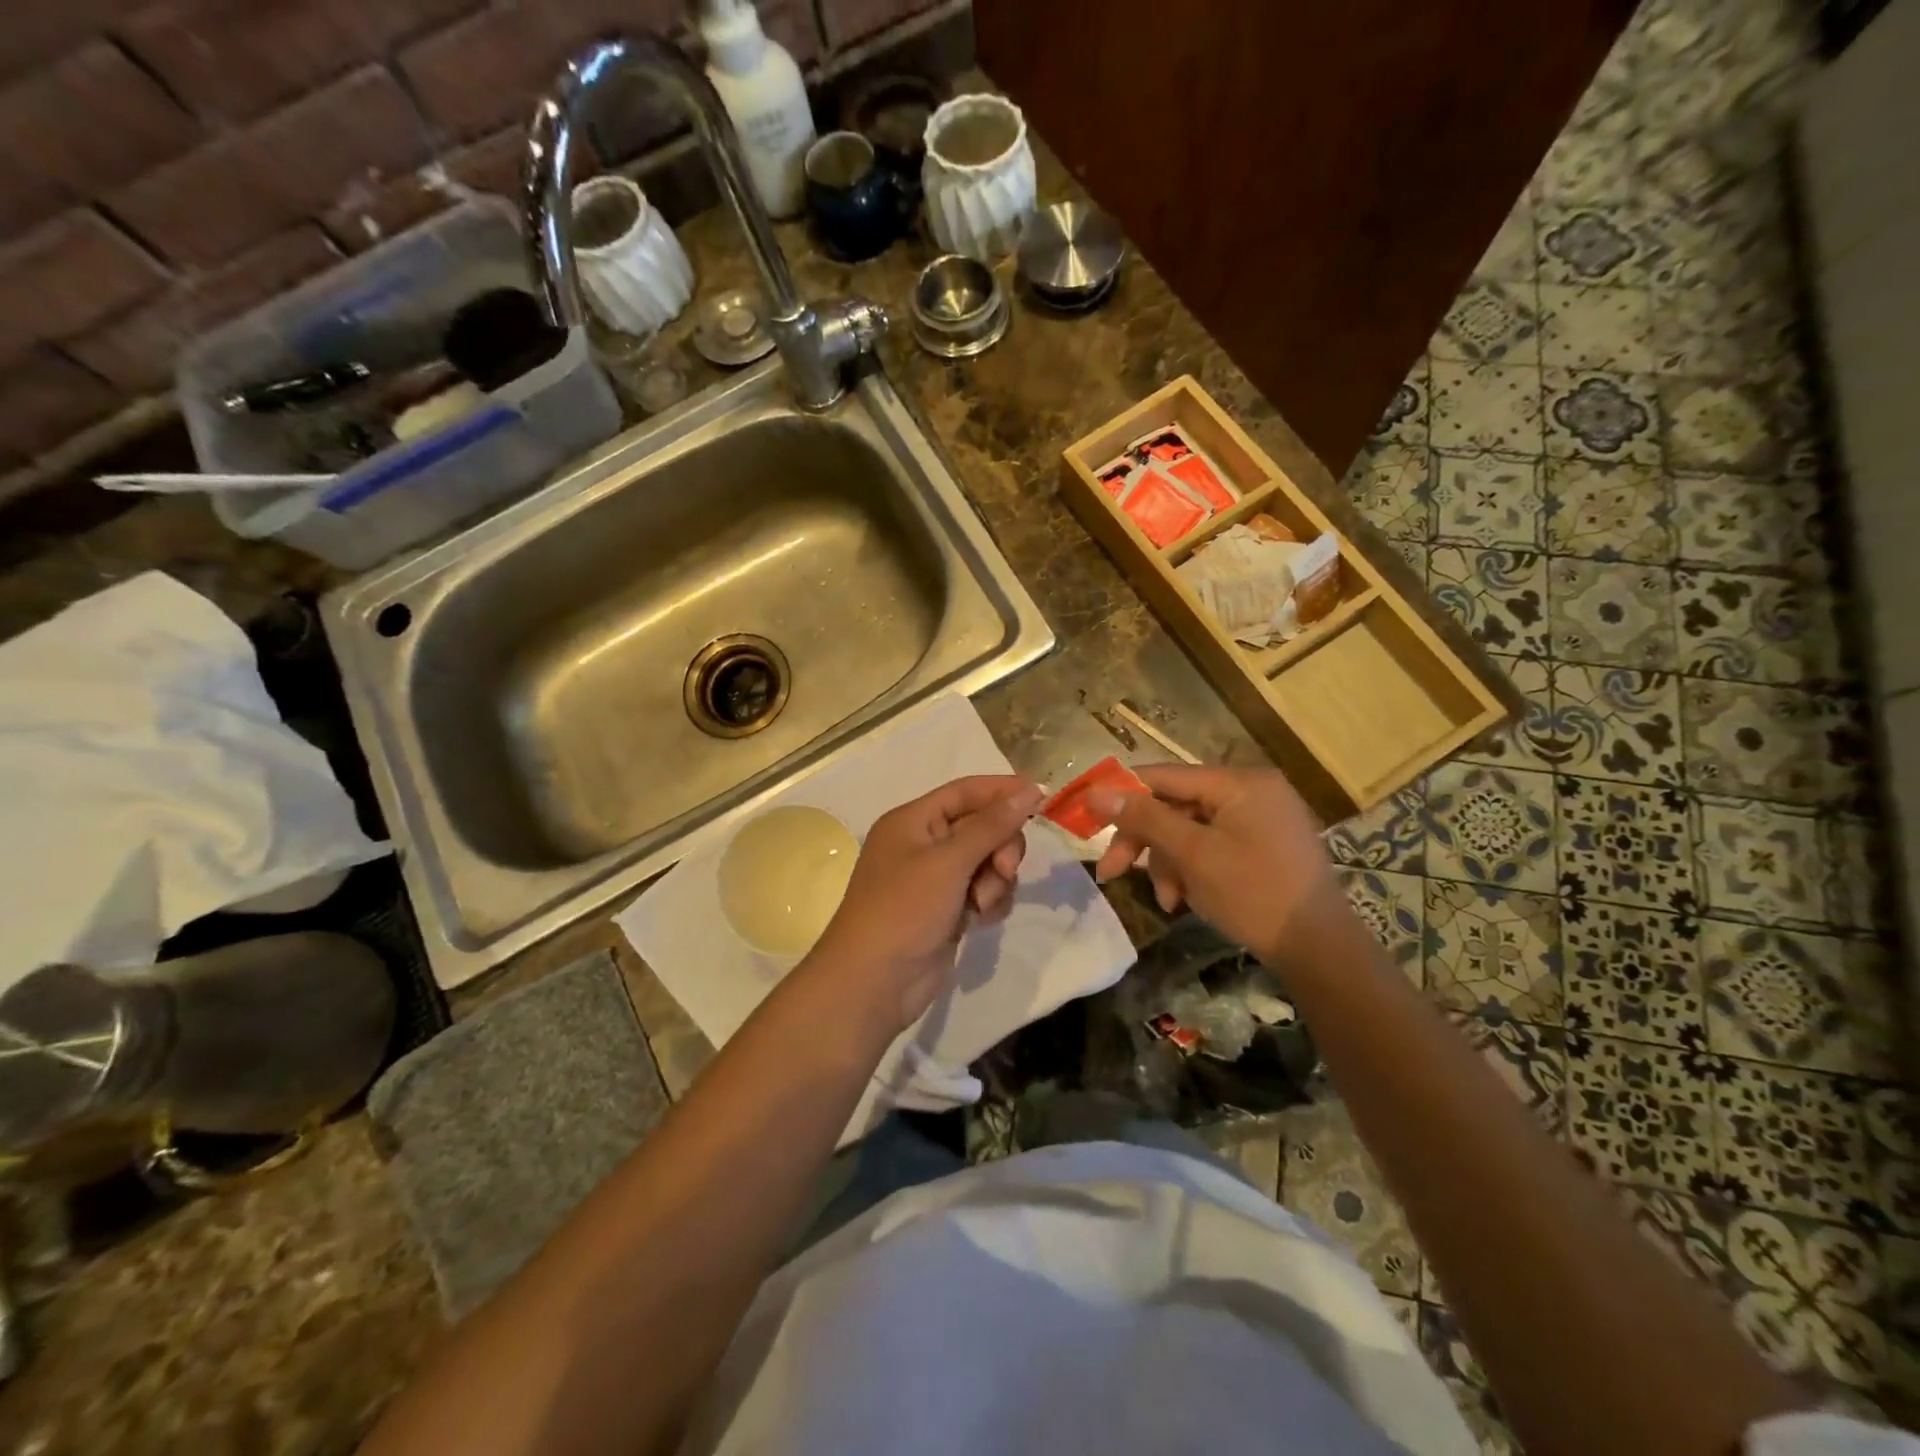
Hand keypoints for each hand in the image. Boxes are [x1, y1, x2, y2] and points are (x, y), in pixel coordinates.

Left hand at [807, 775, 1042, 1032]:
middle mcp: (923, 844)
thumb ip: (991, 825)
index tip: (1042, 797)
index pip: (965, 792)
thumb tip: (1029, 789)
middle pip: (981, 827)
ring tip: (981, 904)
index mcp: (912, 821)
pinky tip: (981, 919)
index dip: (1002, 791)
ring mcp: (935, 879)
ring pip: (987, 861)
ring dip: (995, 879)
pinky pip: (983, 890)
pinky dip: (989, 901)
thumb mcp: (949, 861)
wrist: (875, 982)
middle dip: (1000, 846)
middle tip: (1005, 869)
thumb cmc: (905, 909)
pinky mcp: (947, 909)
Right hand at [1087, 764, 1342, 965]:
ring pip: (1190, 831)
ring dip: (1168, 864)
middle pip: (1175, 806)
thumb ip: (1144, 818)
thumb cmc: (1254, 894)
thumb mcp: (1192, 854)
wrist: (1320, 950)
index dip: (1122, 794)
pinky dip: (1192, 870)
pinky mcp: (1264, 846)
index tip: (1087, 817)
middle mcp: (1251, 791)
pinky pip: (1212, 846)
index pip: (1164, 775)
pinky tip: (1185, 900)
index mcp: (1239, 782)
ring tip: (1167, 901)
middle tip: (1111, 872)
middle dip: (1145, 842)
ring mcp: (1260, 819)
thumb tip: (1096, 792)